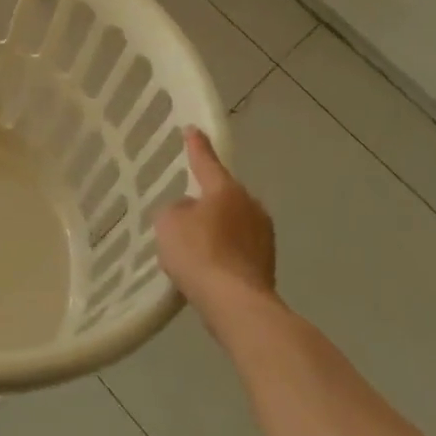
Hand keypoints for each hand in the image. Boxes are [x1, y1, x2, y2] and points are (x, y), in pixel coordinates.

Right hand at [154, 127, 277, 321]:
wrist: (236, 305)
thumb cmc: (199, 254)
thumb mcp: (169, 223)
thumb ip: (176, 209)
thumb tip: (190, 211)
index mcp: (226, 189)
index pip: (206, 161)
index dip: (196, 145)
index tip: (192, 130)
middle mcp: (250, 205)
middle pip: (223, 194)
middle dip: (208, 198)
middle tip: (187, 207)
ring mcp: (263, 235)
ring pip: (233, 222)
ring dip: (218, 227)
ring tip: (196, 243)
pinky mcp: (267, 263)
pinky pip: (238, 248)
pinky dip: (225, 252)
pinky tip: (209, 267)